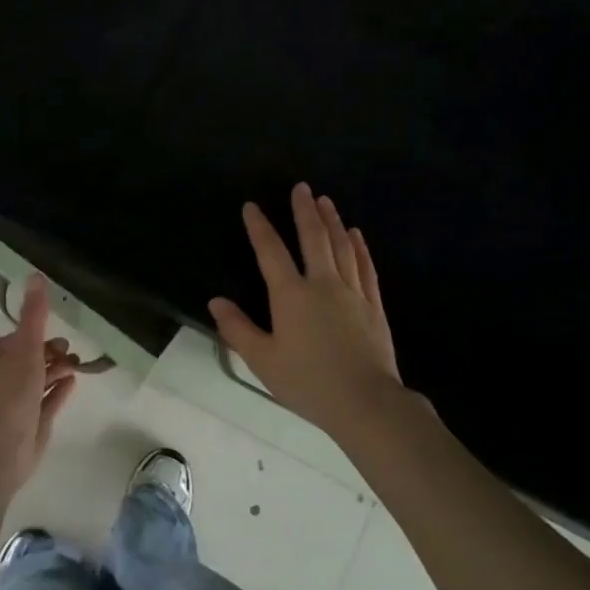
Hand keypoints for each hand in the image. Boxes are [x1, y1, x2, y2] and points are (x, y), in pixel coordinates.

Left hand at [0, 274, 79, 493]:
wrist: (0, 449)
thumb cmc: (11, 393)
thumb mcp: (25, 347)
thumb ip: (34, 314)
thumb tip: (36, 274)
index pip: (25, 335)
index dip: (44, 334)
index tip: (63, 338)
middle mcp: (6, 374)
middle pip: (36, 355)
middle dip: (55, 352)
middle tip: (71, 357)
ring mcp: (19, 399)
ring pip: (44, 377)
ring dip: (61, 369)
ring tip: (77, 369)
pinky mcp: (32, 420)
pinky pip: (50, 399)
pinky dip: (61, 390)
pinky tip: (74, 384)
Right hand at [209, 184, 407, 436]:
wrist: (364, 402)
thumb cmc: (307, 382)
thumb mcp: (263, 360)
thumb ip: (238, 329)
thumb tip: (216, 301)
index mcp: (291, 295)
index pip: (271, 252)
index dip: (259, 227)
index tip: (252, 206)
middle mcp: (322, 284)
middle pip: (313, 238)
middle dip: (304, 211)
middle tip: (301, 187)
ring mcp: (352, 292)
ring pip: (341, 247)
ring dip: (332, 221)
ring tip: (325, 201)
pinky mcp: (373, 305)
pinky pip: (365, 267)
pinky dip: (359, 247)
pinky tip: (356, 234)